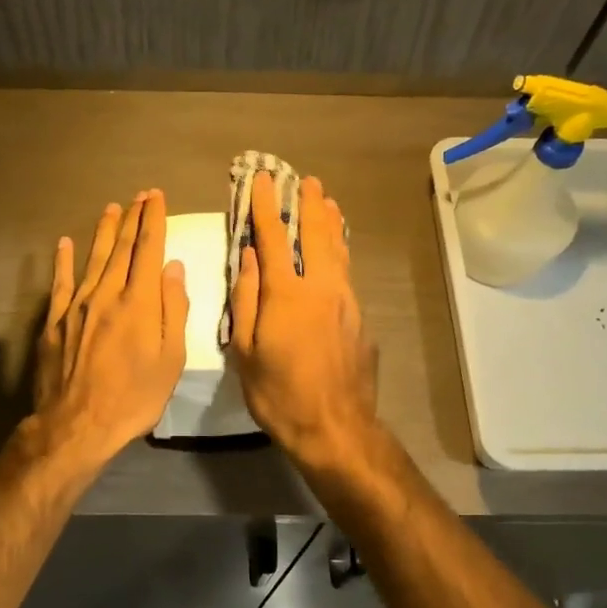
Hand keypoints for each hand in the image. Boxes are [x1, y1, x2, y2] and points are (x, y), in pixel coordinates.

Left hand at [33, 189, 189, 465]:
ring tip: (112, 208)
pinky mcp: (54, 322)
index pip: (148, 250)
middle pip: (122, 248)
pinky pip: (60, 283)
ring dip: (104, 232)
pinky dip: (63, 261)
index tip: (157, 197)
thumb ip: (174, 309)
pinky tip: (64, 244)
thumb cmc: (134, 397)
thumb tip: (173, 267)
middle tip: (140, 195)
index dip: (154, 220)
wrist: (77, 425)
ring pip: (93, 258)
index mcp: (140, 302)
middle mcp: (107, 294)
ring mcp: (77, 306)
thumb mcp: (171, 359)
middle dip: (133, 218)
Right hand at [228, 173, 378, 461]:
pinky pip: (347, 274)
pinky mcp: (361, 320)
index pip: (272, 238)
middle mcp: (321, 288)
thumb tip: (248, 257)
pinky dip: (340, 253)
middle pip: (315, 235)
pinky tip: (338, 252)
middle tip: (305, 180)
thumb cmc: (279, 394)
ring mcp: (346, 302)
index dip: (266, 206)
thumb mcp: (245, 351)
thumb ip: (246, 299)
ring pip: (338, 251)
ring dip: (330, 223)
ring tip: (327, 201)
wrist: (336, 427)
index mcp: (286, 294)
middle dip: (307, 204)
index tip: (262, 179)